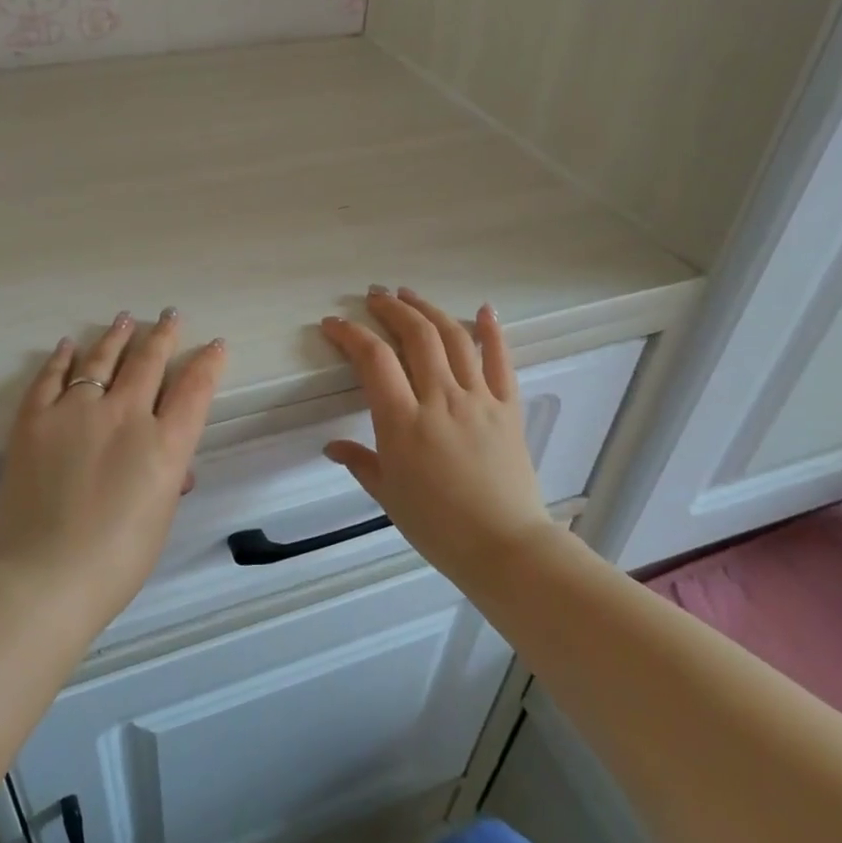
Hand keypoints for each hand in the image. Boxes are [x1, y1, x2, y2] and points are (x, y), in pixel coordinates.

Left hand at [0, 310, 226, 632]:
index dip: (208, 363)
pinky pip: (51, 377)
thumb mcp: (159, 518)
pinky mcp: (35, 419)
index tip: (215, 345)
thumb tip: (172, 467)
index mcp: (164, 445)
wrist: (45, 577)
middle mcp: (125, 416)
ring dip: (117, 336)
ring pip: (102, 359)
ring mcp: (77, 412)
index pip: (195, 389)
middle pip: (149, 362)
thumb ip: (167, 479)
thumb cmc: (116, 561)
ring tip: (125, 319)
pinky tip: (70, 345)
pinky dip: (62, 358)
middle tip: (170, 316)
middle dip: (164, 335)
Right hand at [319, 287, 549, 586]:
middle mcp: (441, 400)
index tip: (334, 324)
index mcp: (404, 422)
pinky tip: (484, 309)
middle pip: (416, 336)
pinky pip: (501, 361)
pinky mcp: (508, 408)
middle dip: (391, 309)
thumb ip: (360, 462)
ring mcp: (479, 400)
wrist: (505, 547)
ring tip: (409, 295)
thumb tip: (332, 447)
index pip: (374, 360)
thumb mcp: (388, 495)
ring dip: (429, 310)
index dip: (350, 334)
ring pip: (454, 338)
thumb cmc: (438, 526)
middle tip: (374, 296)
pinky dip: (492, 331)